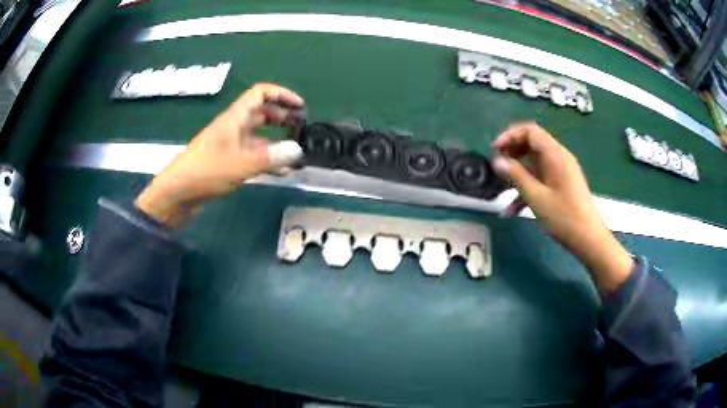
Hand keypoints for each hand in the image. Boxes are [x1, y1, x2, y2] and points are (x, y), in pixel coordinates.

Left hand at [135, 84, 304, 227]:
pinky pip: (252, 154)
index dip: (282, 95)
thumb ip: (271, 157)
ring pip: (259, 136)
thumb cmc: (206, 171)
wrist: (177, 193)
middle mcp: (234, 127)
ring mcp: (230, 145)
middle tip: (301, 130)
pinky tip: (280, 171)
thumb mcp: (241, 164)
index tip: (301, 107)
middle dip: (283, 118)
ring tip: (295, 154)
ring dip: (277, 141)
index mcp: (235, 117)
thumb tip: (298, 150)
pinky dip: (267, 159)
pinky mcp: (228, 161)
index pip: (261, 93)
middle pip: (262, 113)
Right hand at [491, 123, 632, 292]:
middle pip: (532, 144)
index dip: (510, 135)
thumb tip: (497, 160)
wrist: (588, 238)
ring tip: (501, 188)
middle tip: (497, 165)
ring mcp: (561, 172)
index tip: (495, 150)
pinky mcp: (562, 185)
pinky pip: (542, 178)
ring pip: (535, 163)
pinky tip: (513, 210)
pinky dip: (528, 187)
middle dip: (512, 153)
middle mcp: (559, 158)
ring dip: (518, 173)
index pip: (530, 131)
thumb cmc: (563, 216)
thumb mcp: (536, 196)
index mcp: (555, 154)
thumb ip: (516, 175)